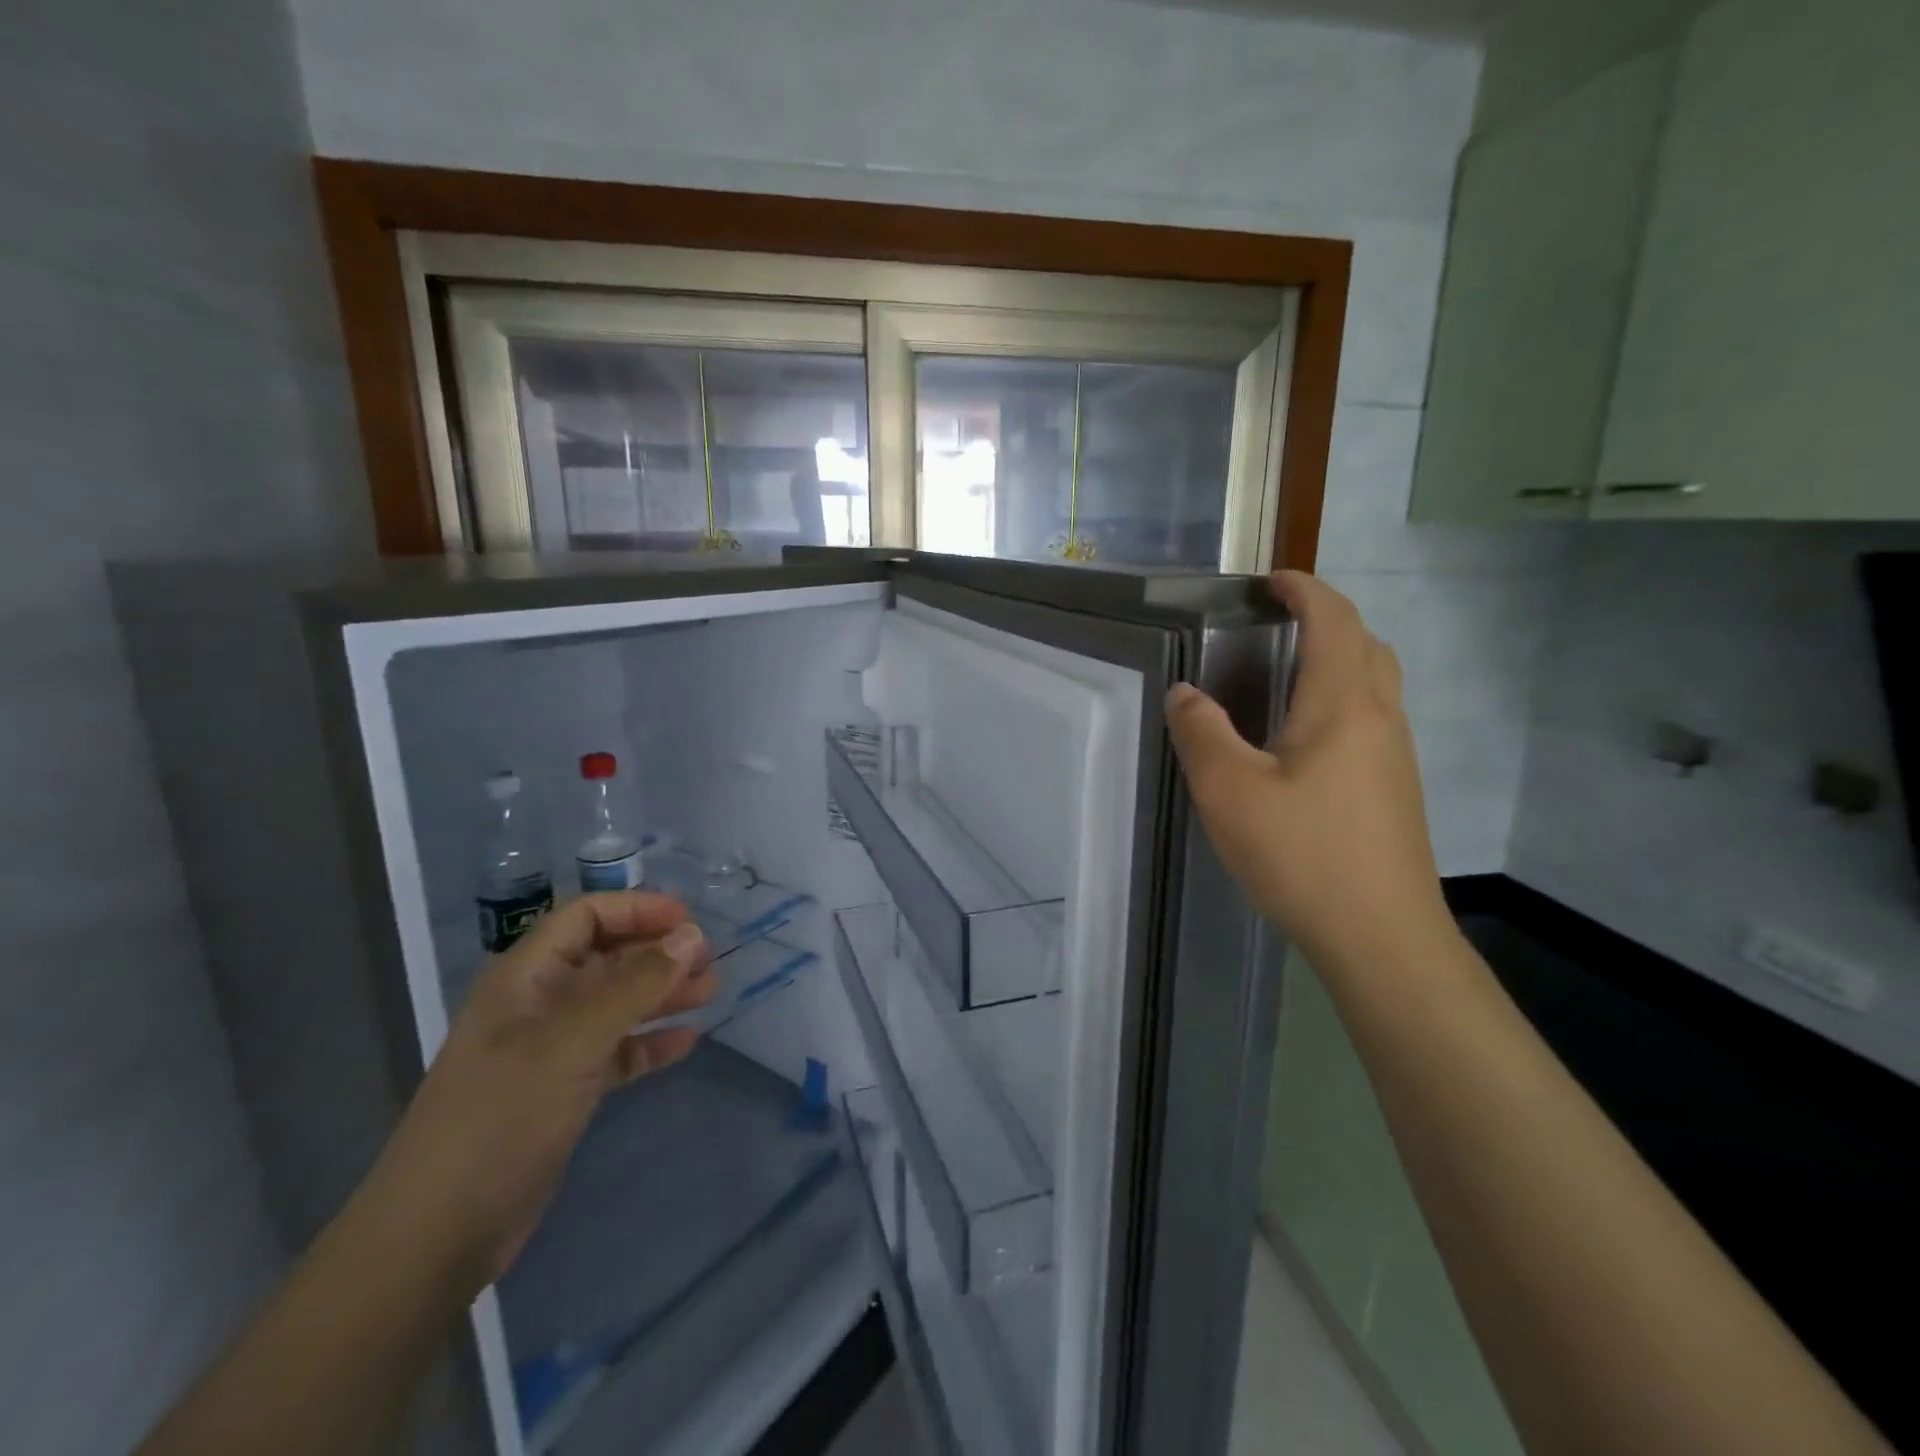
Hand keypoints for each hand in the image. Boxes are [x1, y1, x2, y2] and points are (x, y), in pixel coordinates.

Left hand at [355, 893, 714, 1291]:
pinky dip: (649, 1042)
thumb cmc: (502, 1118)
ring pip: (616, 1004)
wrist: (437, 1236)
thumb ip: (636, 985)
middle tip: (709, 962)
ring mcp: (549, 1051)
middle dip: (657, 953)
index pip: (585, 917)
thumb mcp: (573, 1041)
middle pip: (606, 957)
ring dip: (661, 994)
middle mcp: (537, 1005)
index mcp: (525, 978)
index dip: (637, 910)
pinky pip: (616, 1051)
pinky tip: (686, 1042)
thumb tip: (692, 936)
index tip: (689, 921)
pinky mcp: (562, 1092)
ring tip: (710, 993)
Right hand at [1166, 570, 1452, 971]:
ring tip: (1286, 673)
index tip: (1268, 582)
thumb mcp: (1229, 791)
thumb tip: (1185, 693)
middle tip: (1276, 624)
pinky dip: (1342, 697)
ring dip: (1338, 657)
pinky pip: (1372, 717)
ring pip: (1375, 681)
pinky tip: (1304, 739)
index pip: (1333, 618)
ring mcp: (1396, 754)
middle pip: (1365, 642)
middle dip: (1325, 617)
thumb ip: (1201, 732)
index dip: (1303, 589)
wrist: (1382, 936)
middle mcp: (1380, 716)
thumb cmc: (1303, 854)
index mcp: (1343, 702)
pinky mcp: (1396, 788)